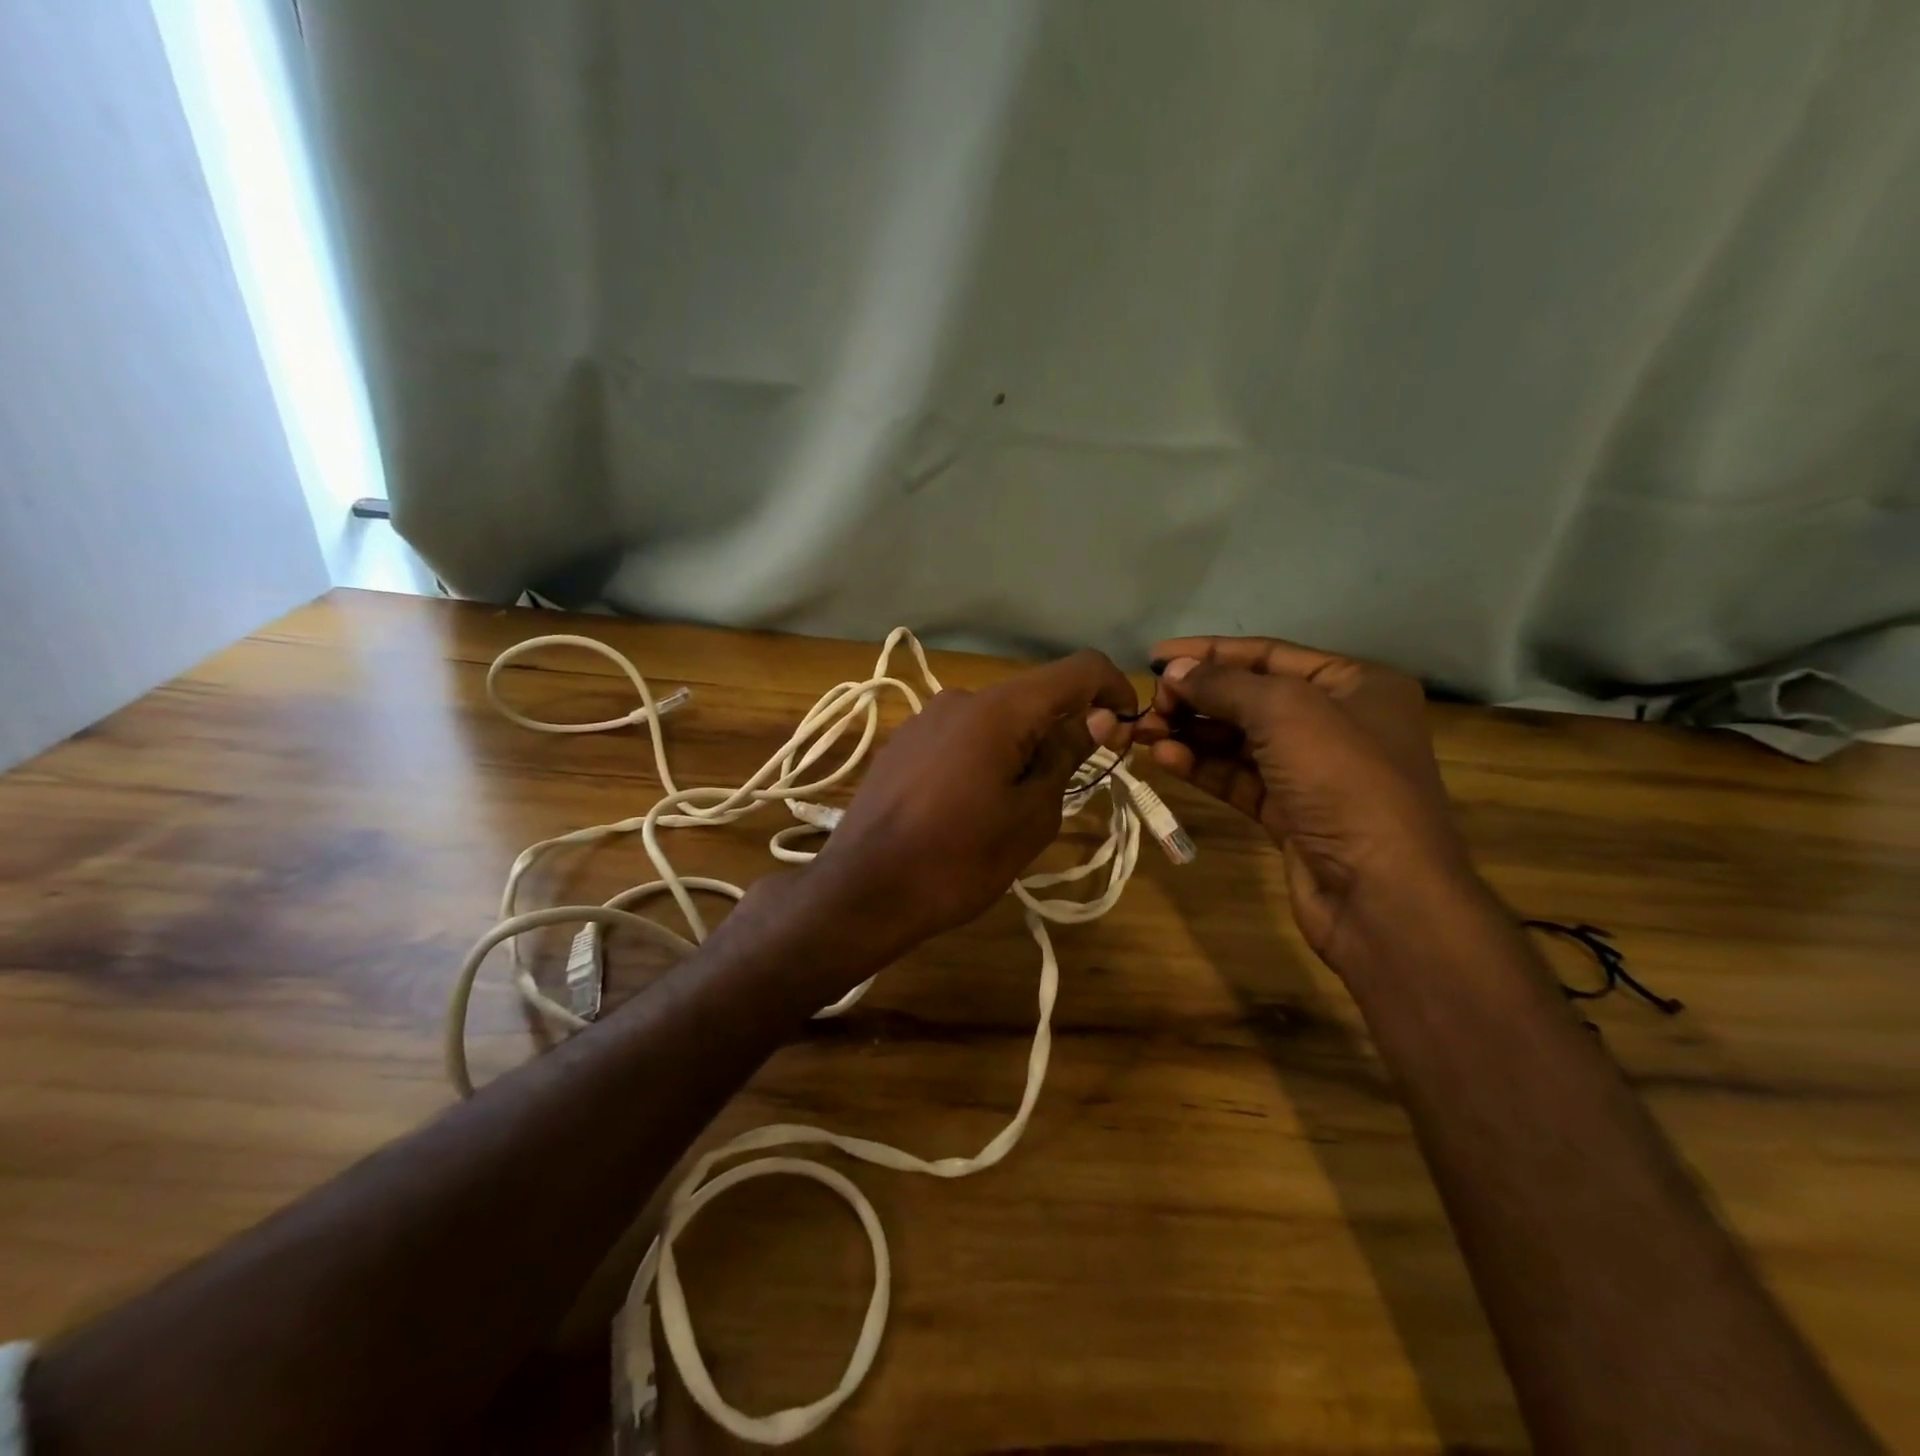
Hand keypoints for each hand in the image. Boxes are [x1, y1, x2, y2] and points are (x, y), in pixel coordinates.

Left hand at [806, 649, 1136, 959]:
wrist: (862, 891)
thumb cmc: (958, 860)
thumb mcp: (1030, 816)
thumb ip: (1067, 756)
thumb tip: (1098, 717)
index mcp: (998, 709)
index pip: (1078, 670)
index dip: (1114, 690)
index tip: (1125, 734)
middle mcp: (961, 698)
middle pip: (1035, 697)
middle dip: (1065, 731)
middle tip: (1070, 789)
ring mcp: (926, 719)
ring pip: (997, 720)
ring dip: (1024, 749)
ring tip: (1014, 809)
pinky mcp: (904, 743)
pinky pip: (963, 736)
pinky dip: (988, 756)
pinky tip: (971, 806)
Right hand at [1133, 636, 1475, 966]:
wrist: (1381, 892)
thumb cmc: (1343, 781)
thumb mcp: (1283, 713)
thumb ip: (1223, 685)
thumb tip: (1175, 671)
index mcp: (1355, 684)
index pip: (1268, 655)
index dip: (1209, 652)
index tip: (1155, 659)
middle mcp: (1337, 722)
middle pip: (1250, 698)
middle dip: (1196, 699)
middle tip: (1148, 707)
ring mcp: (1313, 772)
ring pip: (1239, 741)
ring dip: (1192, 734)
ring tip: (1144, 733)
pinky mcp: (1290, 812)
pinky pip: (1238, 778)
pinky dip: (1202, 767)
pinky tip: (1165, 760)